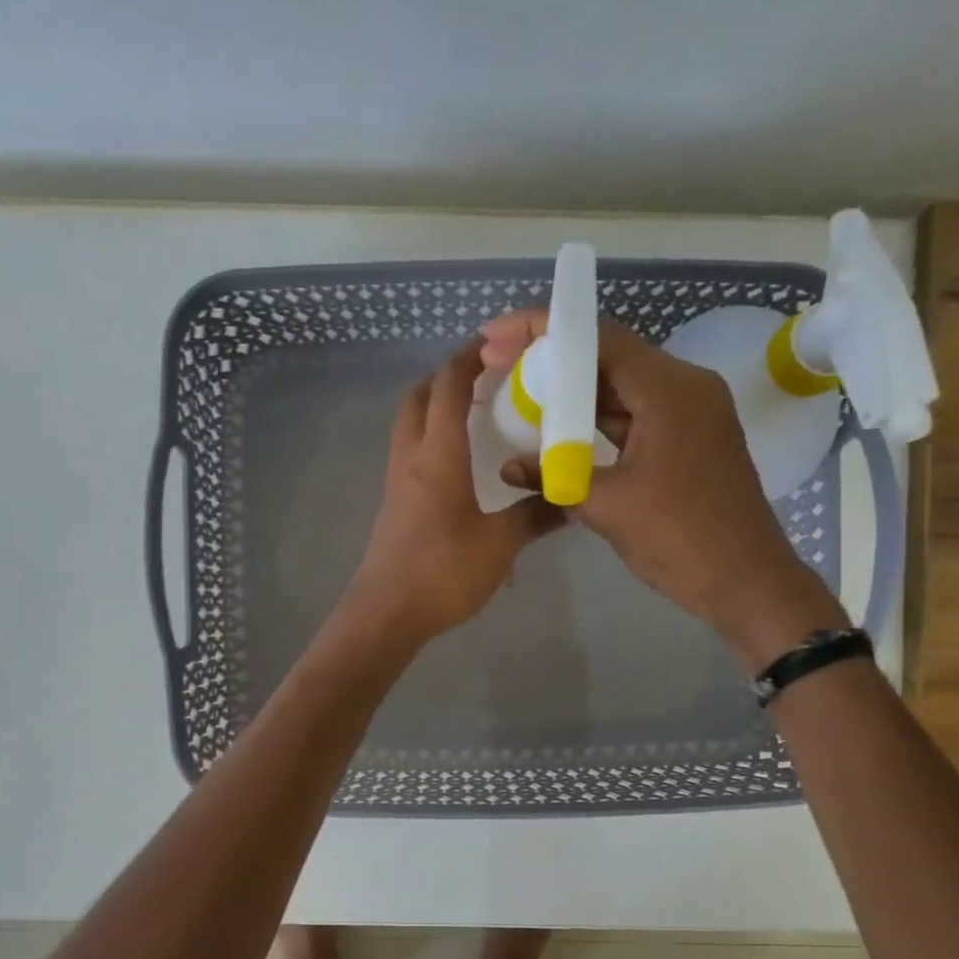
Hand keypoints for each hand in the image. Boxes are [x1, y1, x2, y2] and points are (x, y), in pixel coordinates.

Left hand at [340, 340, 562, 646]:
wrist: (386, 614)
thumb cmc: (443, 571)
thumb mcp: (501, 543)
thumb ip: (536, 515)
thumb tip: (572, 498)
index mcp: (439, 454)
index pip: (450, 385)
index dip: (471, 357)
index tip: (498, 344)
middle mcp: (411, 458)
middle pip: (419, 397)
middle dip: (447, 377)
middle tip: (485, 380)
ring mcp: (396, 483)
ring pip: (410, 427)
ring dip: (436, 411)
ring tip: (476, 421)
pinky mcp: (393, 508)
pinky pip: (410, 458)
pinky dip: (431, 445)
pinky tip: (460, 471)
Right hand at [481, 311, 844, 666]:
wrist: (745, 581)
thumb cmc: (678, 541)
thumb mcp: (605, 507)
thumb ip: (553, 476)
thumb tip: (507, 466)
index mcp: (670, 391)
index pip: (599, 338)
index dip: (543, 331)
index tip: (498, 336)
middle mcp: (687, 386)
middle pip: (611, 354)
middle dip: (555, 358)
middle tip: (502, 364)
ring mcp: (694, 410)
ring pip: (625, 383)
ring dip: (577, 389)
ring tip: (524, 393)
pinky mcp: (693, 435)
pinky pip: (640, 410)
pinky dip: (601, 415)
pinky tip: (563, 427)